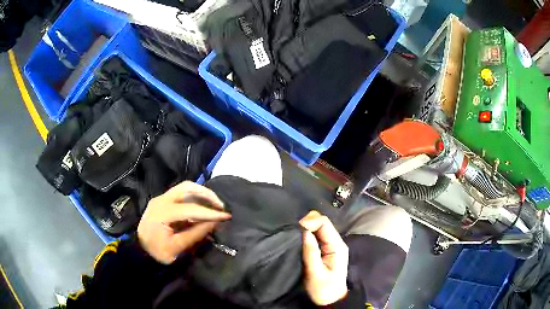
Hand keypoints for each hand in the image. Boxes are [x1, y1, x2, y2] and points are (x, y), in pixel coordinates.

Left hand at [137, 181, 230, 263]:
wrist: (140, 251)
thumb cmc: (157, 252)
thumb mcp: (177, 248)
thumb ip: (195, 234)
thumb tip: (214, 223)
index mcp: (162, 212)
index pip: (190, 208)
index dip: (210, 213)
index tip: (226, 216)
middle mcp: (161, 200)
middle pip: (187, 187)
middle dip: (206, 194)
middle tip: (220, 206)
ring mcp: (160, 199)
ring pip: (184, 188)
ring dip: (201, 194)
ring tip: (214, 205)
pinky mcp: (162, 201)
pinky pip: (181, 194)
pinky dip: (194, 198)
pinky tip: (202, 207)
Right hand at [299, 211, 348, 305]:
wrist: (330, 299)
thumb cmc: (324, 289)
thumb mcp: (315, 273)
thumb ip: (311, 253)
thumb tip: (304, 232)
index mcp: (337, 246)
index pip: (324, 223)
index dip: (310, 221)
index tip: (295, 229)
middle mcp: (335, 242)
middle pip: (322, 223)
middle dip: (307, 223)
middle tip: (292, 231)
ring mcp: (330, 245)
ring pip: (318, 228)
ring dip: (305, 228)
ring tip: (292, 234)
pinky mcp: (324, 249)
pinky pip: (315, 236)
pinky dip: (305, 234)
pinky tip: (297, 239)